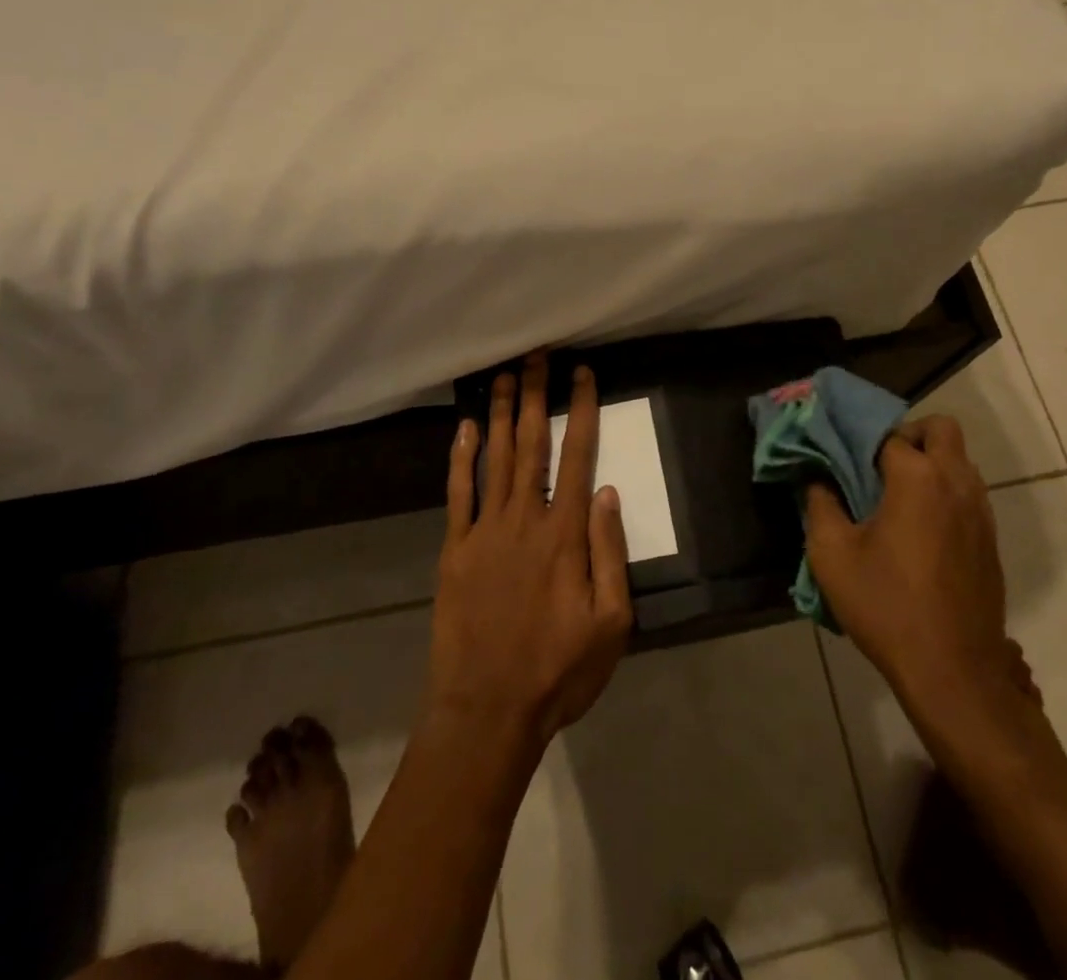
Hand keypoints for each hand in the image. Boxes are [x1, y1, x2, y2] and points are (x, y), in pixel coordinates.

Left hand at [429, 354, 632, 750]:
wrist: (487, 711)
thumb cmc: (558, 671)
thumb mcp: (611, 623)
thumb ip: (610, 552)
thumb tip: (608, 492)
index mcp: (565, 534)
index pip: (578, 455)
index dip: (581, 410)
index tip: (582, 373)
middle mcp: (524, 519)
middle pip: (532, 444)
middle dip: (535, 395)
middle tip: (536, 354)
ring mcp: (484, 531)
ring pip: (494, 458)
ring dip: (500, 413)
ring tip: (503, 374)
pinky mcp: (455, 550)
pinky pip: (458, 493)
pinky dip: (461, 458)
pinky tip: (464, 428)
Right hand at [804, 416, 1037, 746]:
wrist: (952, 671)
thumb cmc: (886, 605)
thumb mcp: (831, 554)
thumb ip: (820, 504)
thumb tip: (817, 478)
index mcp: (916, 478)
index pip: (888, 434)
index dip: (861, 441)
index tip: (842, 458)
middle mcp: (956, 483)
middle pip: (941, 430)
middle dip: (909, 435)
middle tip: (878, 465)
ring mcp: (980, 512)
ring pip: (960, 461)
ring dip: (930, 464)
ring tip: (895, 497)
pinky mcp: (990, 540)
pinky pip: (968, 493)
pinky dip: (945, 492)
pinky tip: (919, 530)